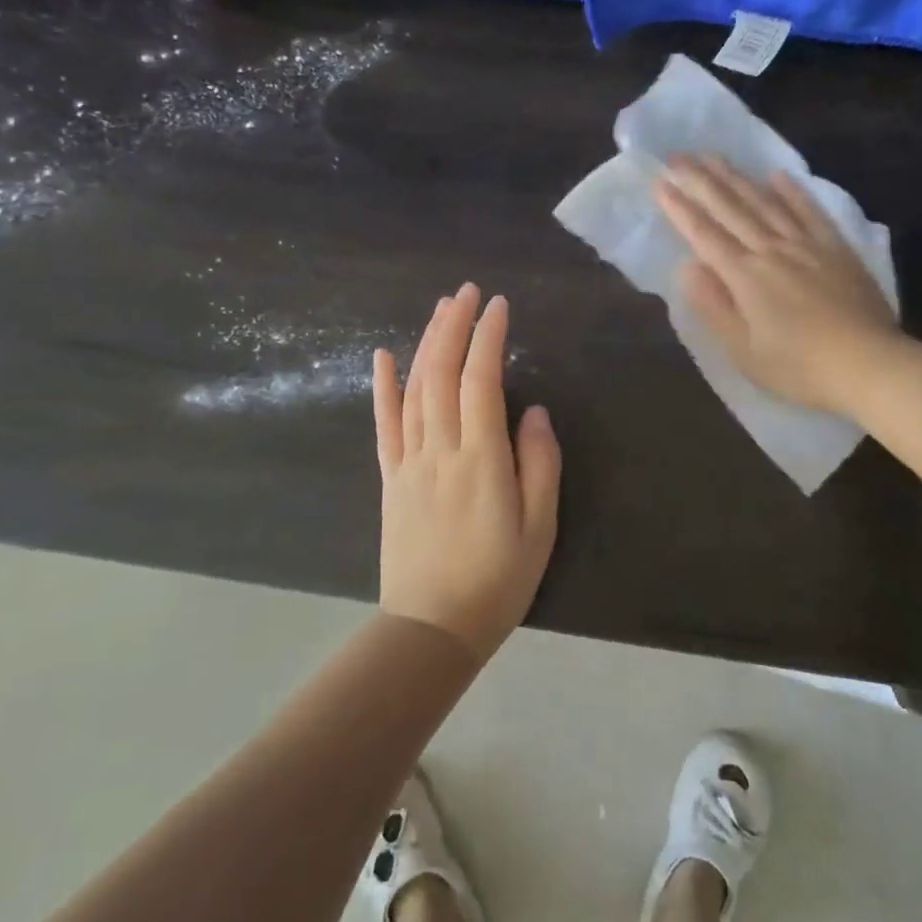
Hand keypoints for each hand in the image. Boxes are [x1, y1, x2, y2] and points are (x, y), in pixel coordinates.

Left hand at [373, 284, 560, 661]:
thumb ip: (540, 465)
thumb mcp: (539, 529)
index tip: (498, 305)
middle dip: (454, 327)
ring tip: (440, 309)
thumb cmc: (497, 581)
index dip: (488, 338)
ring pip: (414, 390)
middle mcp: (440, 450)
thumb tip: (533, 411)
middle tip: (466, 291)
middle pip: (442, 374)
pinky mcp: (391, 478)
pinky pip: (384, 424)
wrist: (431, 629)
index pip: (482, 382)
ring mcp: (409, 462)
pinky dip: (382, 387)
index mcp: (481, 460)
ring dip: (426, 344)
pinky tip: (383, 356)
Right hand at [654, 155, 904, 415]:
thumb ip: (714, 306)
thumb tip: (687, 268)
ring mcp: (806, 245)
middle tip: (677, 155)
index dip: (679, 208)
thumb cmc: (799, 368)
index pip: (704, 234)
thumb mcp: (744, 351)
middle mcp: (771, 250)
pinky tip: (778, 175)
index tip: (659, 182)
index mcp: (744, 276)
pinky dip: (793, 192)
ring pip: (765, 202)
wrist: (870, 365)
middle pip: (730, 208)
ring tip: (714, 156)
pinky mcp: (836, 249)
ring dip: (737, 177)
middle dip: (700, 180)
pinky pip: (810, 212)